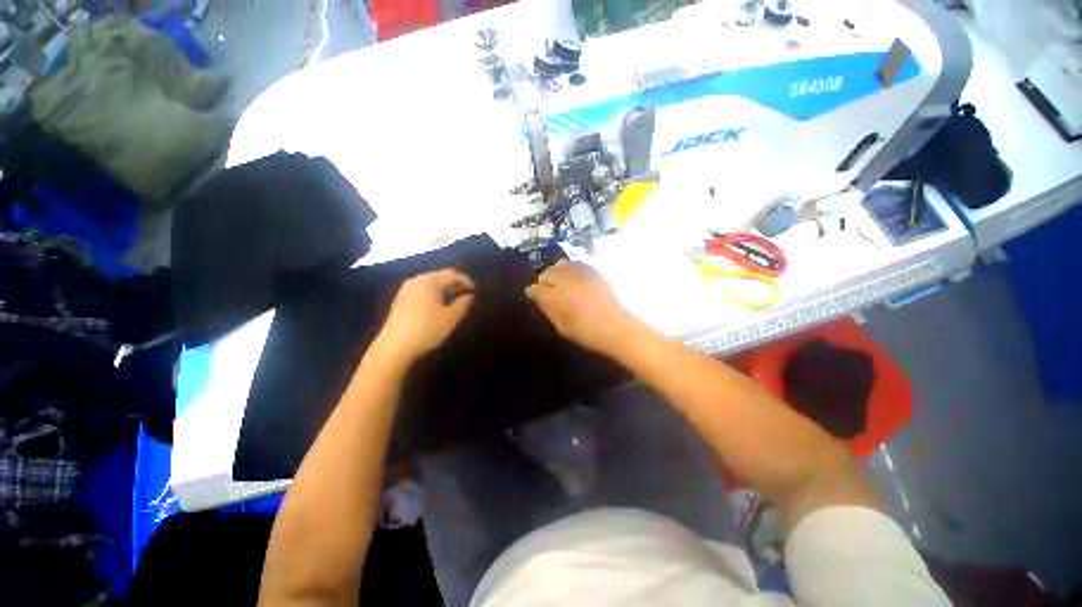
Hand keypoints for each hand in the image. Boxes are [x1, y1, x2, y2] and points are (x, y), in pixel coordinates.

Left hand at [370, 269, 474, 368]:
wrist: (394, 347)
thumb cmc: (427, 329)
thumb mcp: (451, 318)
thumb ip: (463, 304)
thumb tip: (469, 296)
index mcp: (430, 281)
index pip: (452, 274)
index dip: (465, 280)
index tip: (475, 289)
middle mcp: (417, 280)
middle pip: (440, 276)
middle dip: (454, 283)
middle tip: (466, 293)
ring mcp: (406, 289)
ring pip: (430, 283)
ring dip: (444, 289)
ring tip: (454, 300)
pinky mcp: (401, 299)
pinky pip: (422, 290)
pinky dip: (433, 294)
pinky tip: (438, 305)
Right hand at [525, 260, 636, 354]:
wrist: (616, 327)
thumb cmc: (587, 333)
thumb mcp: (561, 327)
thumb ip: (548, 310)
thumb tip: (538, 298)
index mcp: (557, 297)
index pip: (536, 289)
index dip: (533, 292)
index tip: (533, 296)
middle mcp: (567, 281)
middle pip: (547, 273)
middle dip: (544, 281)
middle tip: (547, 290)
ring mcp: (582, 274)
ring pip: (560, 264)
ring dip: (556, 272)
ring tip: (559, 282)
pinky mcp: (593, 271)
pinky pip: (576, 263)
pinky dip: (570, 269)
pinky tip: (573, 278)